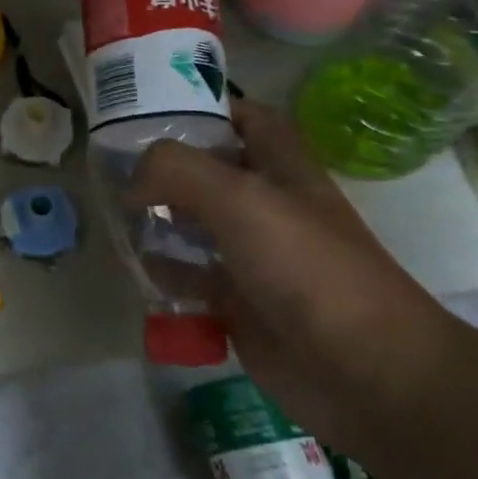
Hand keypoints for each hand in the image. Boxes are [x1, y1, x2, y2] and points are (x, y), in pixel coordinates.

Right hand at [131, 101, 465, 448]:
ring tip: (115, 216)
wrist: (365, 371)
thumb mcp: (240, 199)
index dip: (206, 107)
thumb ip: (177, 171)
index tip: (151, 109)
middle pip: (210, 172)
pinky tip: (137, 268)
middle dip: (164, 167)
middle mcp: (267, 206)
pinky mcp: (239, 302)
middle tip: (113, 165)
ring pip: (194, 224)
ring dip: (157, 219)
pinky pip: (190, 276)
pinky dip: (163, 271)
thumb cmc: (308, 268)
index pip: (246, 118)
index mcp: (282, 170)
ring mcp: (253, 256)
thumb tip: (131, 184)